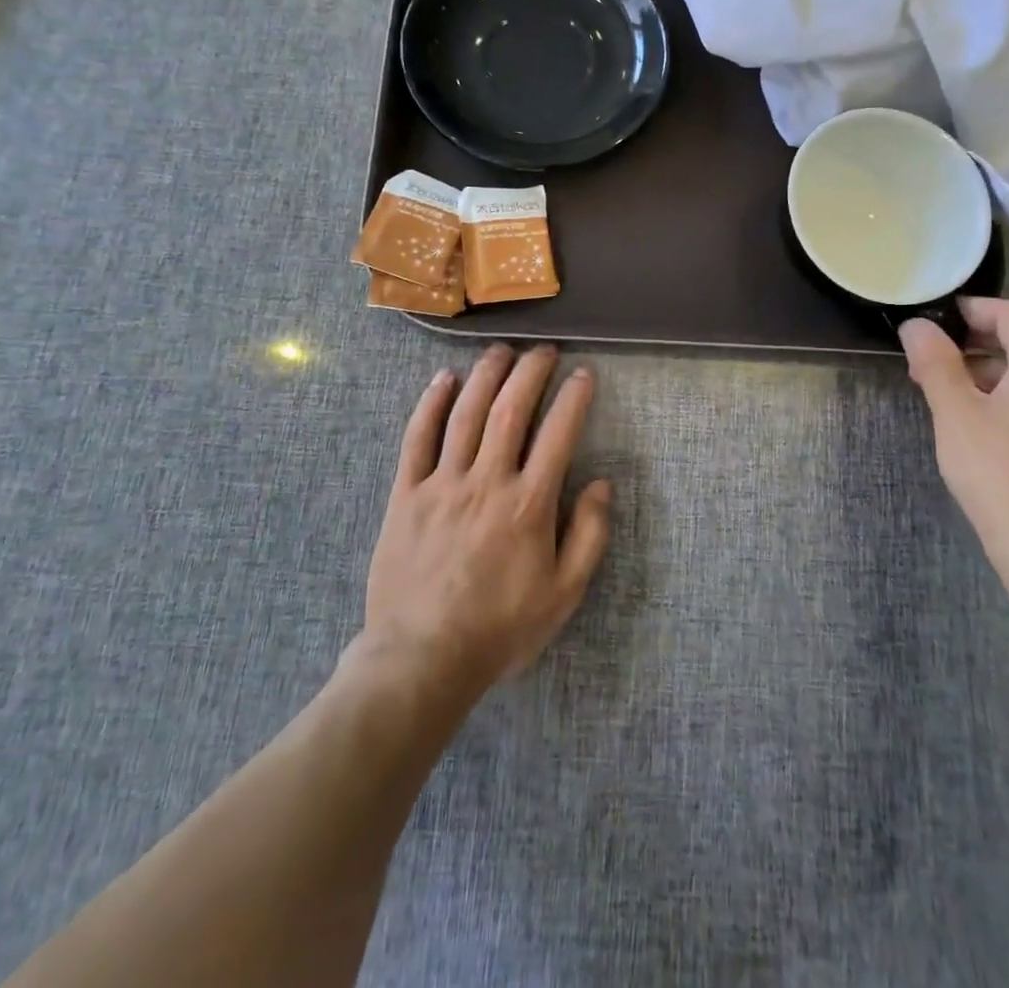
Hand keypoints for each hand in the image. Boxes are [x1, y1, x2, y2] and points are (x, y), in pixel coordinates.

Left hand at [361, 344, 610, 696]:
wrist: (423, 658)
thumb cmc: (501, 628)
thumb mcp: (564, 594)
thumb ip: (590, 535)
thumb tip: (602, 484)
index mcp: (529, 504)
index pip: (558, 433)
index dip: (574, 398)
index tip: (583, 374)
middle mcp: (487, 481)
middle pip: (510, 410)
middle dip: (530, 372)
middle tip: (543, 351)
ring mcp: (442, 484)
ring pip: (465, 414)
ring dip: (485, 375)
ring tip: (501, 351)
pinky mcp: (405, 494)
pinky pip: (417, 439)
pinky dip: (430, 404)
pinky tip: (443, 380)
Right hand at [900, 299, 1008, 579]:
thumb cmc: (999, 472)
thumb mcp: (955, 413)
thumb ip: (936, 362)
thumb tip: (918, 325)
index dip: (972, 310)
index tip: (934, 322)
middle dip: (975, 345)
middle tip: (929, 364)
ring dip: (991, 374)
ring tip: (948, 398)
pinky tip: (983, 428)